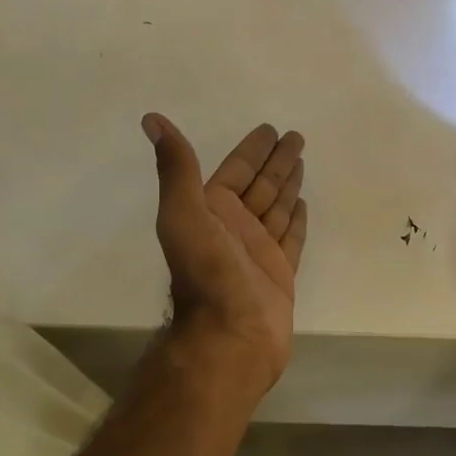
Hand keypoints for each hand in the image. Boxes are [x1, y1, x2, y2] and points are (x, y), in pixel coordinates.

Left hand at [143, 113, 308, 395]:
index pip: (236, 171)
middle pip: (260, 185)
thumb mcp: (184, 214)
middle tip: (297, 137)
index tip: (270, 130)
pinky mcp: (279, 273)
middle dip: (276, 162)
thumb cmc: (208, 273)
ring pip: (276, 208)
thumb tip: (151, 119)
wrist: (230, 336)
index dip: (252, 150)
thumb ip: (176, 168)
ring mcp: (258, 251)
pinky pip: (291, 238)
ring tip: (302, 161)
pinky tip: (303, 203)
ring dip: (287, 184)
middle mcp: (233, 228)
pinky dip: (296, 220)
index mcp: (210, 211)